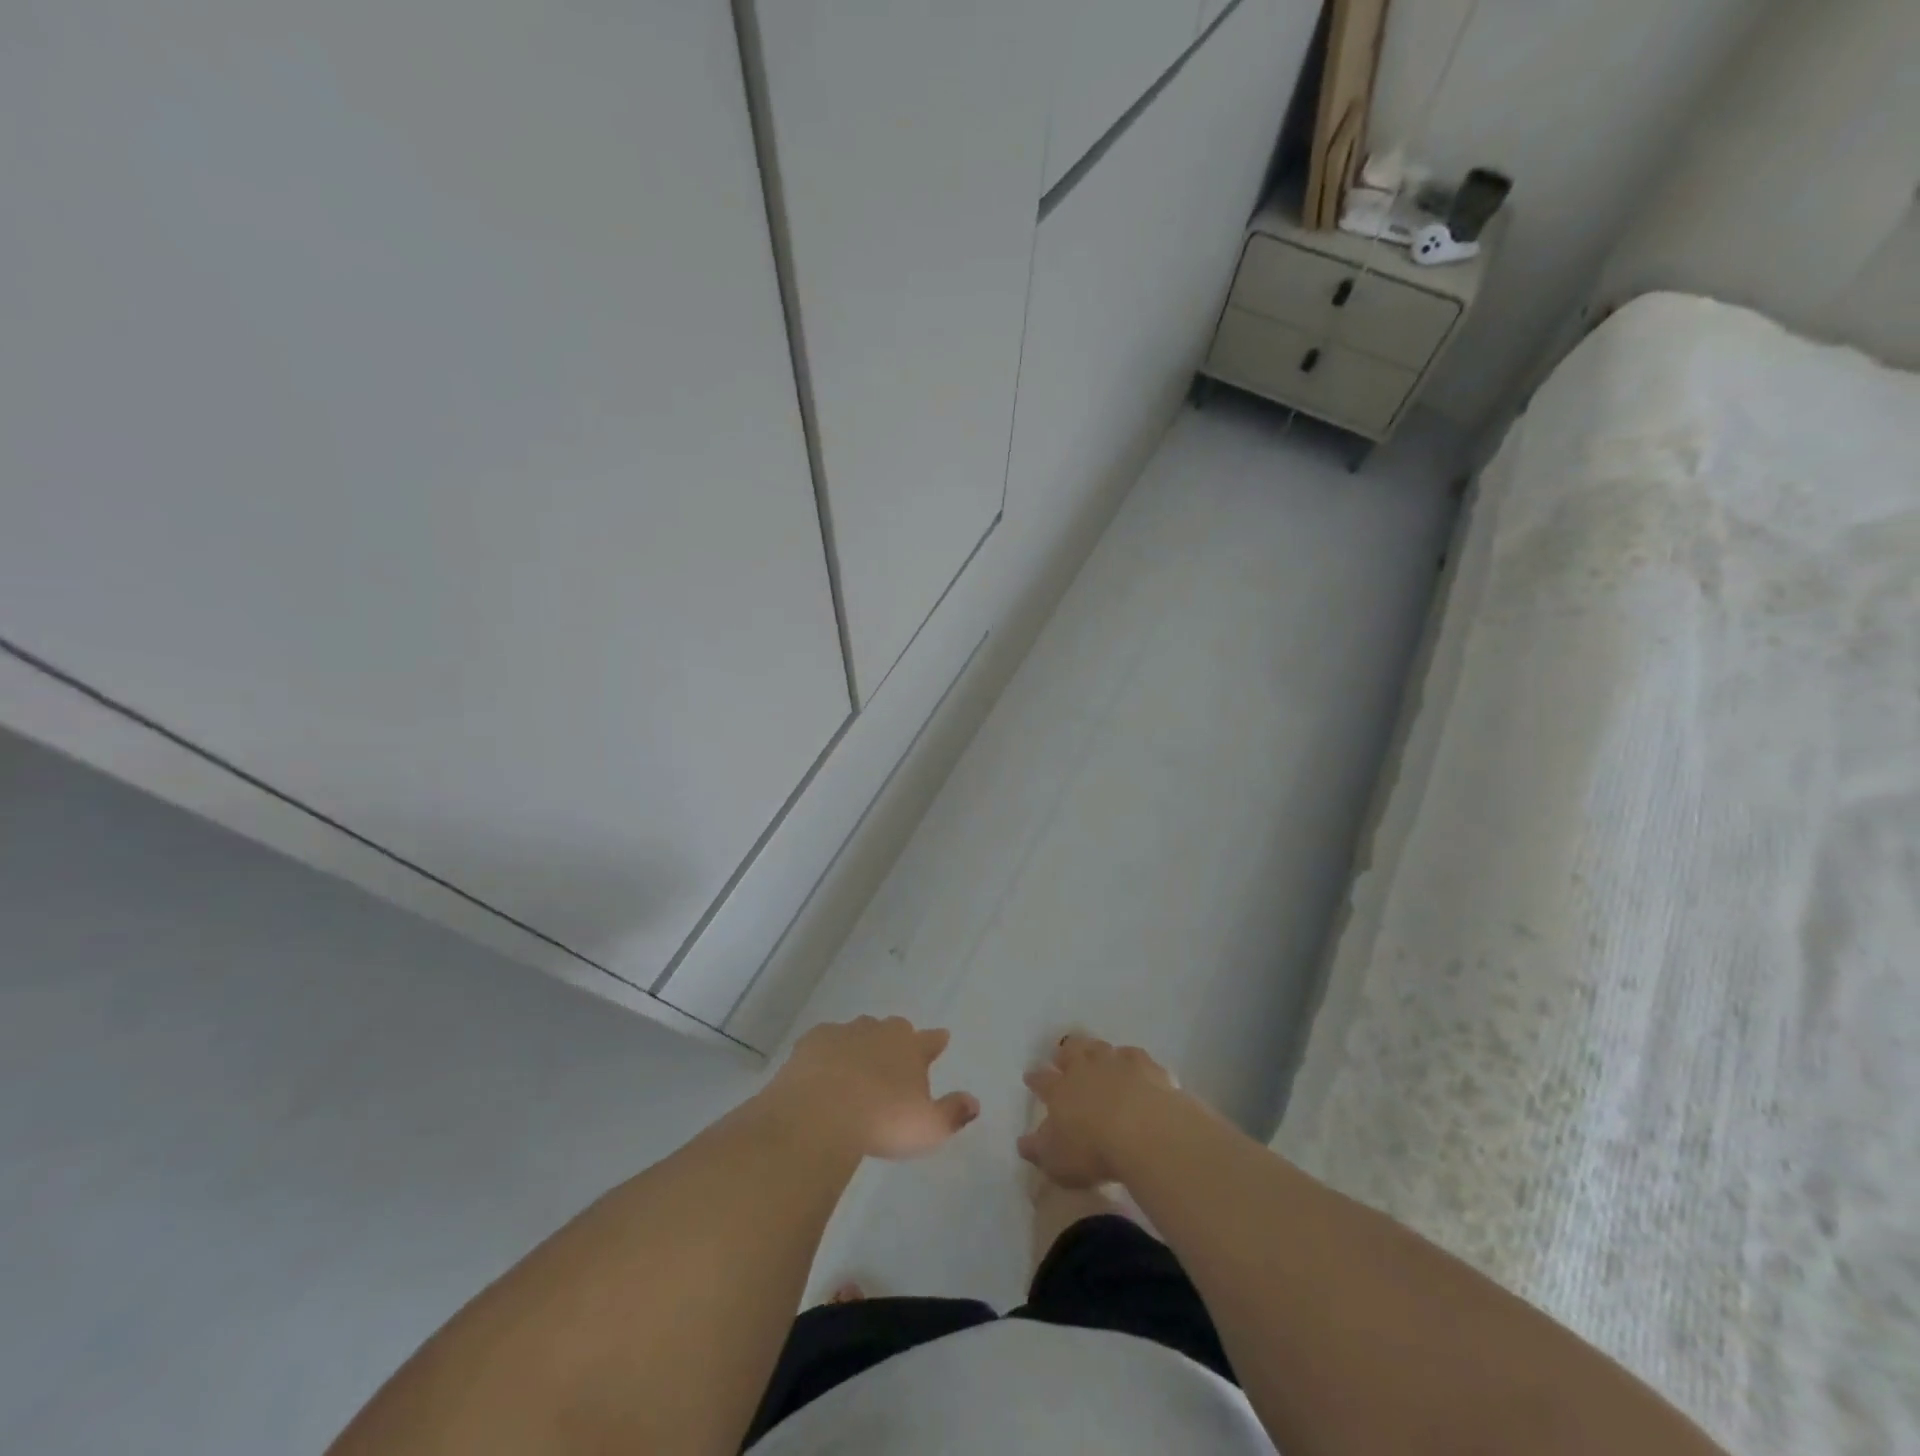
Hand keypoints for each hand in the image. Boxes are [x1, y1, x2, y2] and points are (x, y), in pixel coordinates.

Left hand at [766, 1016, 979, 1161]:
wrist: (820, 1112)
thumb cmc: (881, 1121)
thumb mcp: (927, 1128)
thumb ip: (953, 1113)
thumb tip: (974, 1102)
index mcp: (911, 1049)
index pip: (930, 1040)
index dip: (936, 1041)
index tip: (941, 1039)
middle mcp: (880, 1033)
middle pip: (894, 1029)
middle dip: (897, 1040)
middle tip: (894, 1059)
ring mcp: (845, 1033)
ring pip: (860, 1030)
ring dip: (862, 1044)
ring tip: (859, 1064)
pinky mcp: (813, 1041)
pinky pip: (826, 1041)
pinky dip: (829, 1052)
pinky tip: (824, 1068)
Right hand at [1018, 1034, 1179, 1188]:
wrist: (1144, 1133)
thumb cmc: (1094, 1151)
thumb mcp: (1057, 1161)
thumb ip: (1038, 1150)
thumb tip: (1022, 1143)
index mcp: (1059, 1090)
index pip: (1041, 1080)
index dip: (1035, 1078)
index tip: (1030, 1077)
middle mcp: (1084, 1068)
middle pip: (1070, 1051)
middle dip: (1064, 1053)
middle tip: (1063, 1058)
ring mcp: (1116, 1063)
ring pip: (1099, 1047)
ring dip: (1095, 1051)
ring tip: (1096, 1057)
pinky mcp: (1145, 1066)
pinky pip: (1133, 1055)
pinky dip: (1130, 1060)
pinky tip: (1134, 1067)